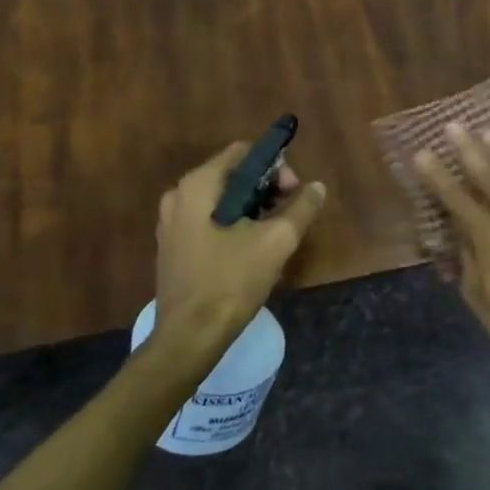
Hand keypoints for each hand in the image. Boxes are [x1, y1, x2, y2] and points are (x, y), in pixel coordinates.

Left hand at [154, 143, 326, 356]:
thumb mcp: (276, 242)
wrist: (189, 337)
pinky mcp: (173, 246)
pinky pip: (209, 220)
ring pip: (221, 199)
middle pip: (232, 175)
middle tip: (289, 214)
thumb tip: (318, 187)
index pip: (243, 152)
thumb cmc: (231, 282)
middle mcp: (178, 195)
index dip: (275, 166)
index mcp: (198, 185)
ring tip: (274, 235)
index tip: (294, 192)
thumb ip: (301, 208)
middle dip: (266, 188)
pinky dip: (233, 224)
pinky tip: (251, 250)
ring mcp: (171, 222)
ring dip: (252, 208)